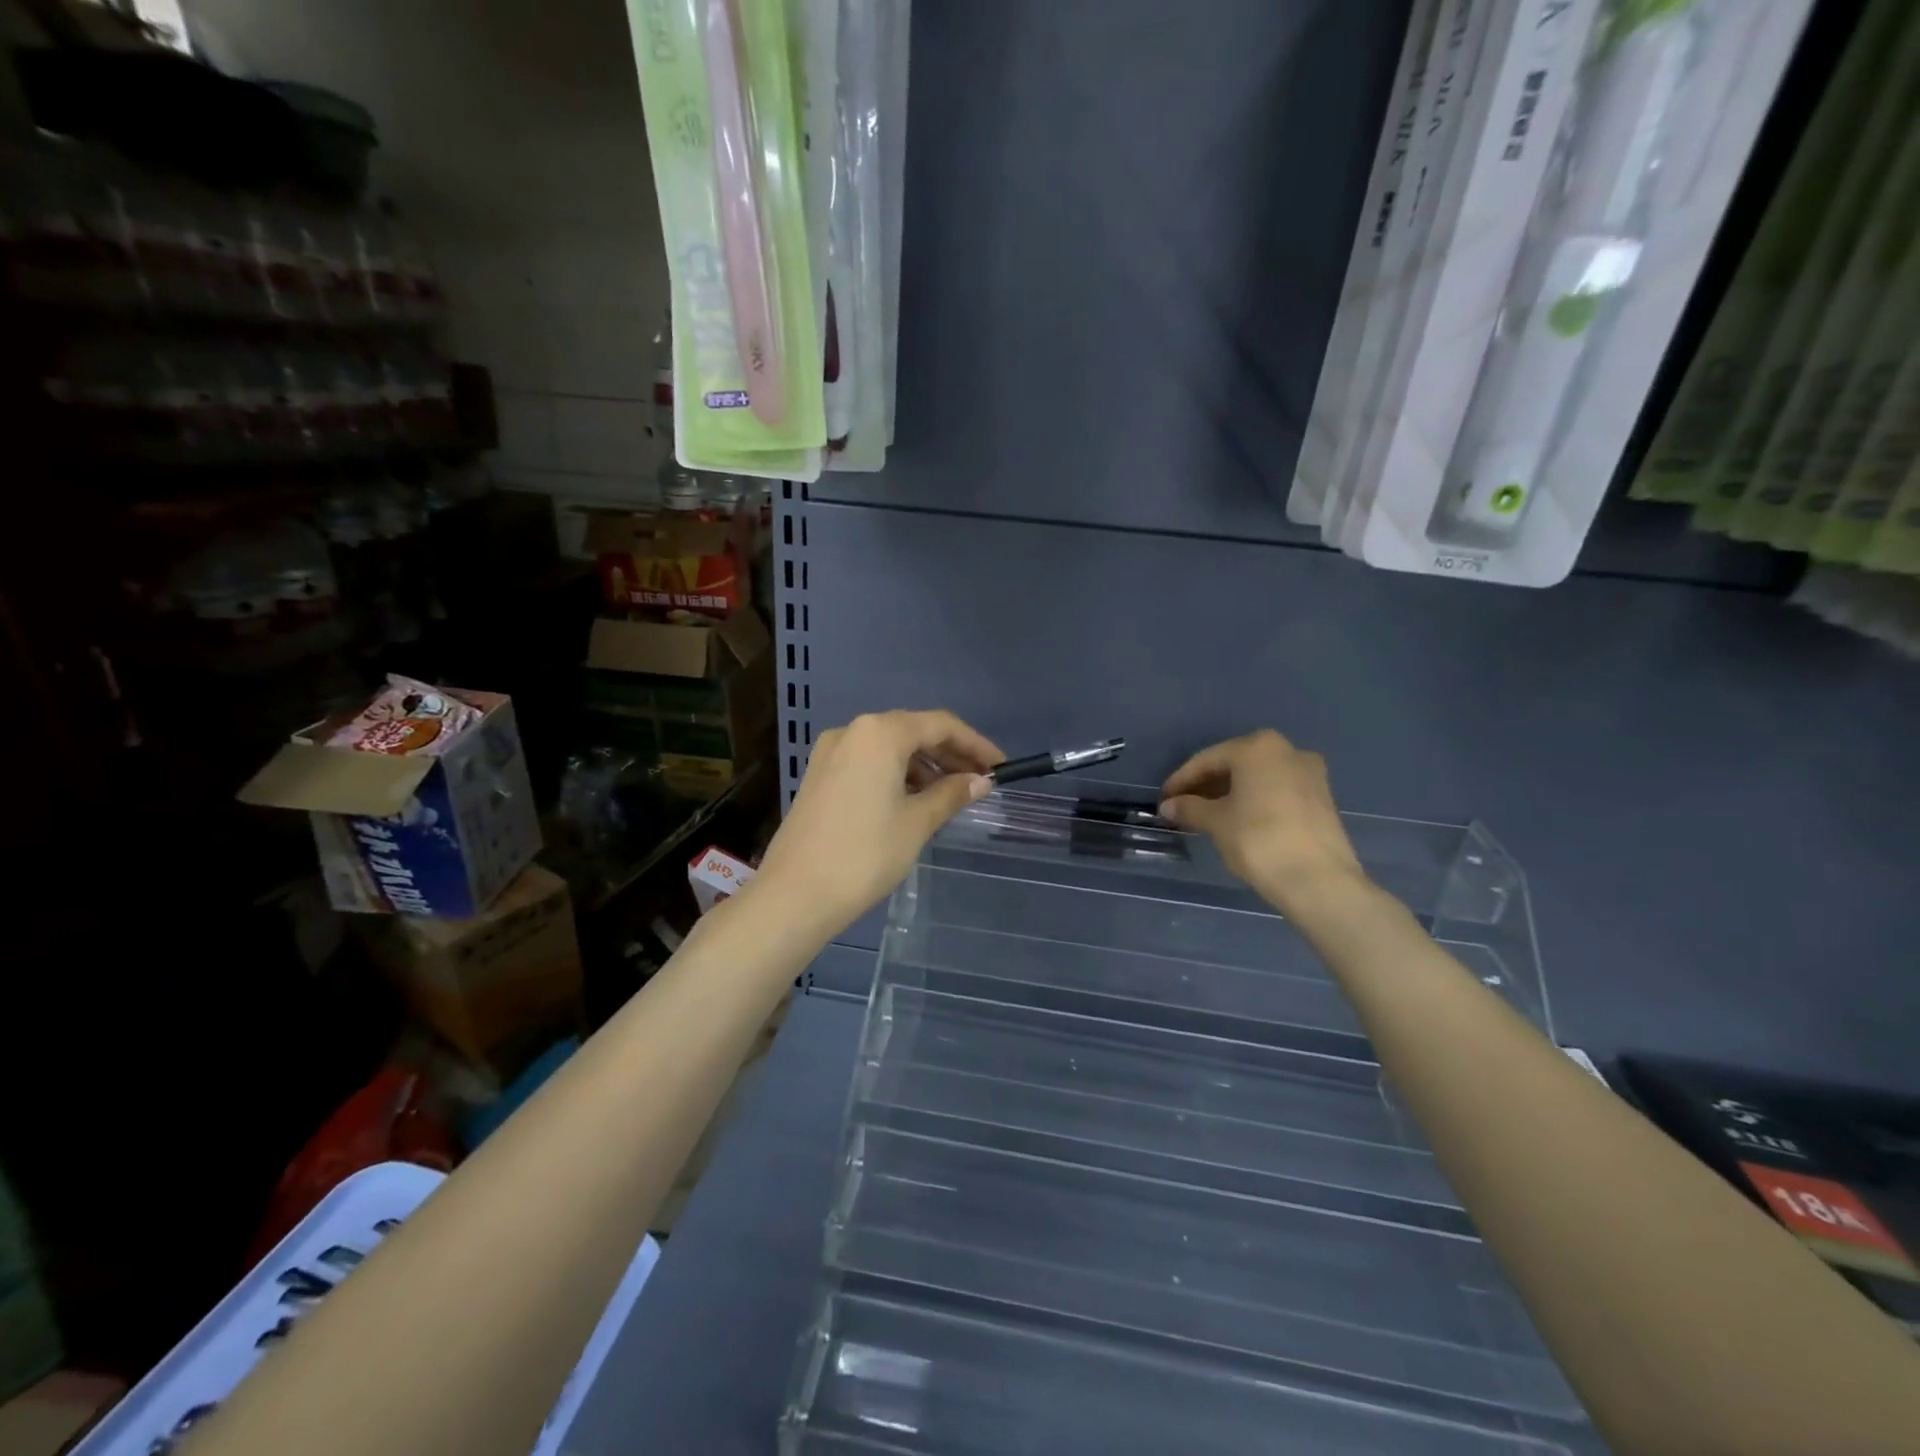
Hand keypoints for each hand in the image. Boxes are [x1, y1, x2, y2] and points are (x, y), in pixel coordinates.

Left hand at [755, 710, 1002, 935]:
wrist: (795, 894)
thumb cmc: (865, 854)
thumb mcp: (917, 823)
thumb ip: (951, 794)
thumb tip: (981, 781)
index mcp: (879, 733)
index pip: (940, 725)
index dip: (975, 743)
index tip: (1000, 766)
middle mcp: (853, 731)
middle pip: (913, 731)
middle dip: (950, 754)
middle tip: (982, 780)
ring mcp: (831, 752)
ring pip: (890, 747)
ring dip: (924, 765)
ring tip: (952, 794)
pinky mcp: (820, 775)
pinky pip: (869, 762)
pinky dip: (897, 774)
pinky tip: (915, 799)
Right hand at [1160, 729, 1366, 914]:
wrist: (1319, 880)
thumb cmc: (1259, 840)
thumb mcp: (1216, 822)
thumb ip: (1189, 808)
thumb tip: (1169, 805)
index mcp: (1257, 747)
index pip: (1206, 760)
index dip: (1181, 780)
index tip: (1164, 800)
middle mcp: (1286, 750)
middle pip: (1234, 764)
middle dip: (1206, 785)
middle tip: (1183, 806)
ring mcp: (1309, 772)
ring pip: (1257, 777)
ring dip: (1230, 792)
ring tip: (1207, 815)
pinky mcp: (1321, 796)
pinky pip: (1276, 789)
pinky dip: (1253, 799)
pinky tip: (1238, 819)